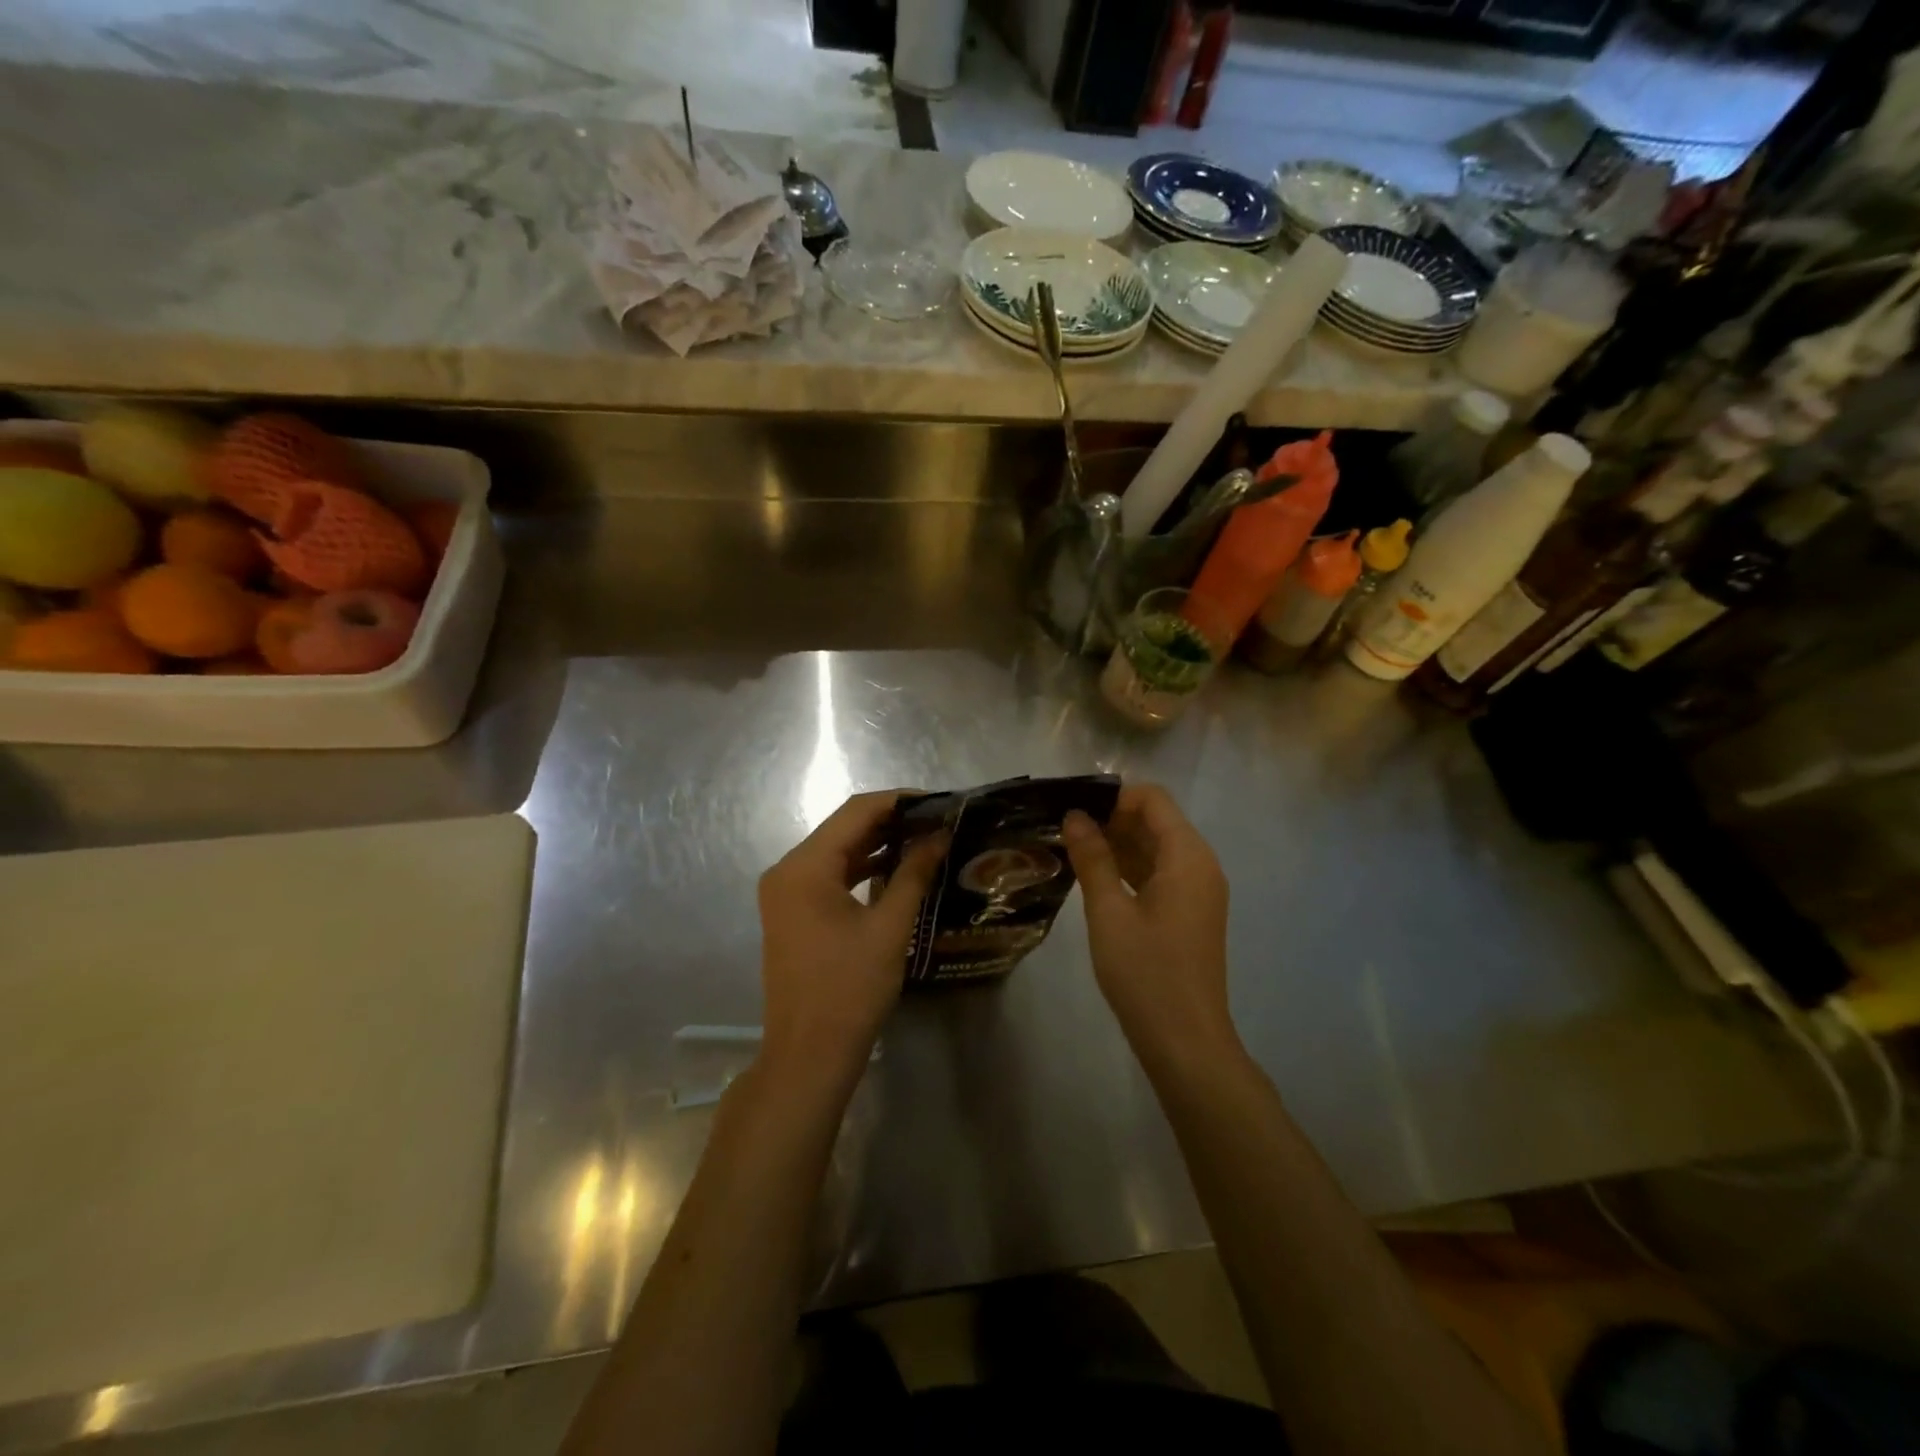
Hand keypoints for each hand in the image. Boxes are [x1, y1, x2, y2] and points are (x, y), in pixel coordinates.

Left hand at [757, 791, 946, 1080]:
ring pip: (837, 852)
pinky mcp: (792, 913)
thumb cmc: (850, 988)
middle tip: (937, 821)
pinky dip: (861, 869)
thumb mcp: (889, 927)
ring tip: (924, 840)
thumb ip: (913, 874)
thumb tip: (939, 836)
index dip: (899, 801)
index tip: (939, 801)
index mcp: (804, 867)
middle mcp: (787, 870)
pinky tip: (896, 869)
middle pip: (843, 828)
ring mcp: (786, 893)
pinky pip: (829, 877)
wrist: (809, 1055)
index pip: (855, 812)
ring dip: (877, 845)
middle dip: (891, 821)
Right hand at [1062, 784, 1237, 1064]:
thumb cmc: (1145, 972)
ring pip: (1155, 849)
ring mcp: (1197, 891)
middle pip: (1156, 821)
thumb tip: (1075, 816)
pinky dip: (1128, 868)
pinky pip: (1159, 874)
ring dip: (1117, 844)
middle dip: (1111, 819)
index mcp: (1188, 856)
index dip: (1114, 796)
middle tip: (1063, 829)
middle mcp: (1199, 865)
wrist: (1185, 1041)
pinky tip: (1093, 876)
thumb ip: (1092, 858)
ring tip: (1070, 849)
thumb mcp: (1109, 911)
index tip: (1073, 809)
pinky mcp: (1189, 913)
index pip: (1153, 799)